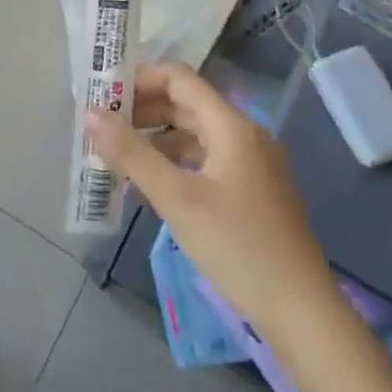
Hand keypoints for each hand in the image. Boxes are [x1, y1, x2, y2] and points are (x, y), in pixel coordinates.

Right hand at [88, 64, 340, 354]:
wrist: (301, 311)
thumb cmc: (238, 247)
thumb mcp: (178, 199)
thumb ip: (132, 154)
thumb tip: (90, 115)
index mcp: (231, 127)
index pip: (179, 79)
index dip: (139, 80)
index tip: (102, 97)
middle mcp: (243, 136)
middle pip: (185, 105)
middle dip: (141, 112)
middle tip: (101, 129)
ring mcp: (250, 165)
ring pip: (193, 136)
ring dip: (154, 140)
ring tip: (116, 159)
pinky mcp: (250, 192)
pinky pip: (203, 162)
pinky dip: (173, 165)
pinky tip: (148, 188)